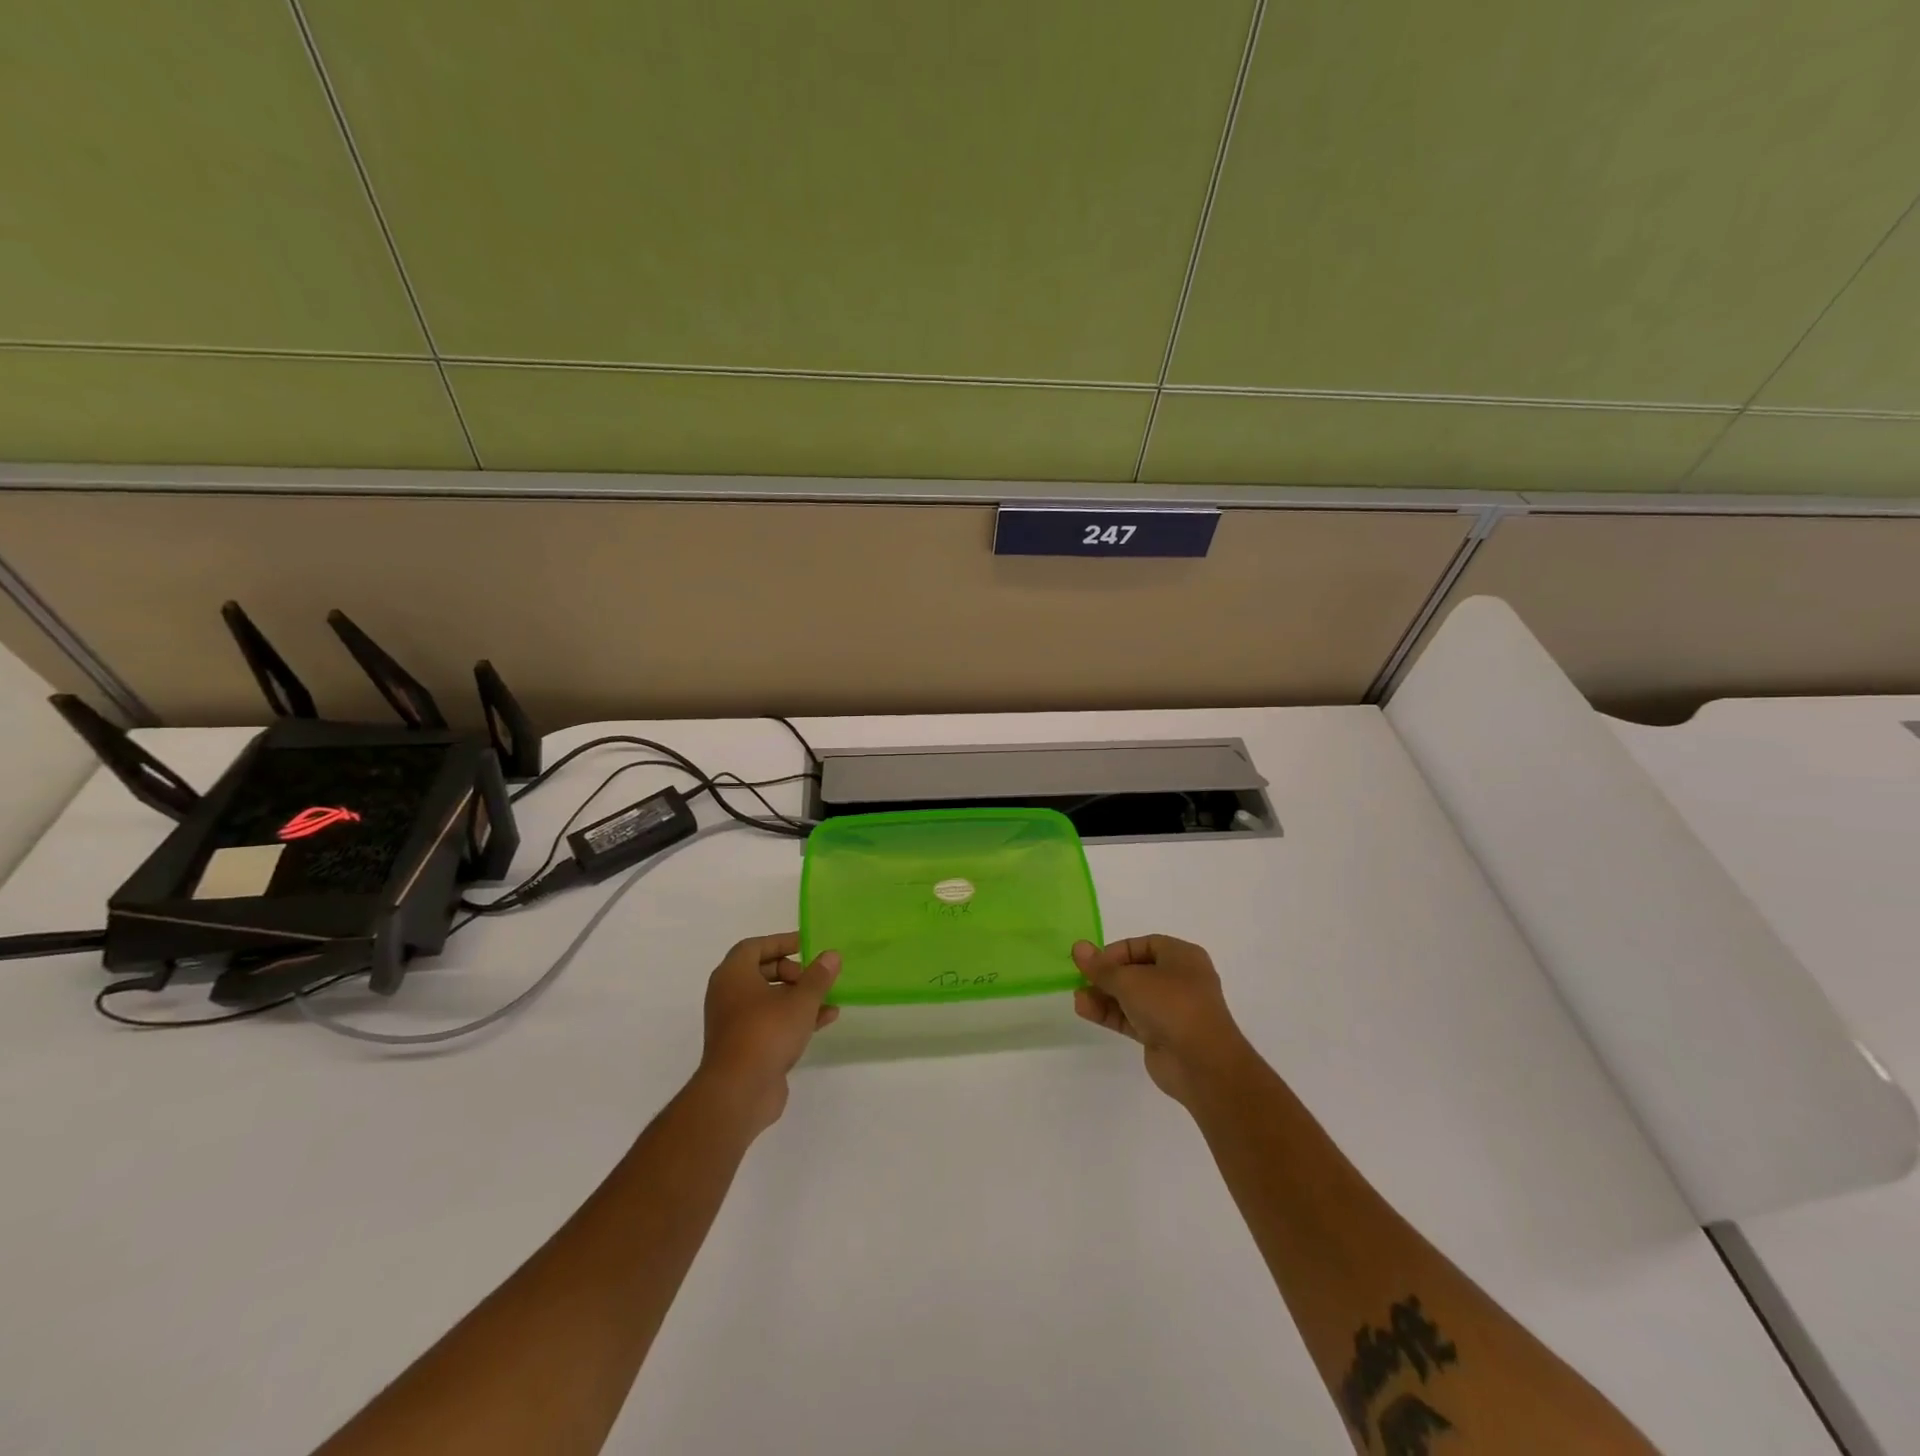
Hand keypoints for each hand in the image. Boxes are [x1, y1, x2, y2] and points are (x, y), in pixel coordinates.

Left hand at [696, 933, 839, 1135]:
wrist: (739, 1092)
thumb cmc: (766, 1033)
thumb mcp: (800, 1000)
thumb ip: (818, 976)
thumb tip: (831, 955)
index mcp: (732, 975)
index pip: (754, 947)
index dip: (781, 942)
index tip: (806, 944)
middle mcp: (728, 995)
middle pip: (761, 972)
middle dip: (792, 971)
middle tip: (813, 975)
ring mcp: (735, 1023)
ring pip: (769, 1000)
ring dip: (798, 996)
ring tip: (828, 997)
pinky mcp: (745, 1047)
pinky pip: (771, 1022)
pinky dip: (794, 1017)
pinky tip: (825, 1020)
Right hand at [1072, 935, 1254, 1106]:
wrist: (1202, 1064)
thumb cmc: (1171, 1005)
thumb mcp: (1130, 980)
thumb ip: (1101, 967)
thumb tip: (1078, 947)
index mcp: (1182, 957)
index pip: (1143, 945)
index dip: (1116, 951)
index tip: (1093, 962)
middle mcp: (1179, 979)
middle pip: (1136, 971)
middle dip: (1107, 976)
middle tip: (1080, 979)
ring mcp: (1172, 1009)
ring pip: (1132, 997)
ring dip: (1104, 996)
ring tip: (1078, 999)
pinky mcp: (1162, 1034)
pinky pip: (1132, 1018)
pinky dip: (1111, 1014)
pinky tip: (1085, 1011)